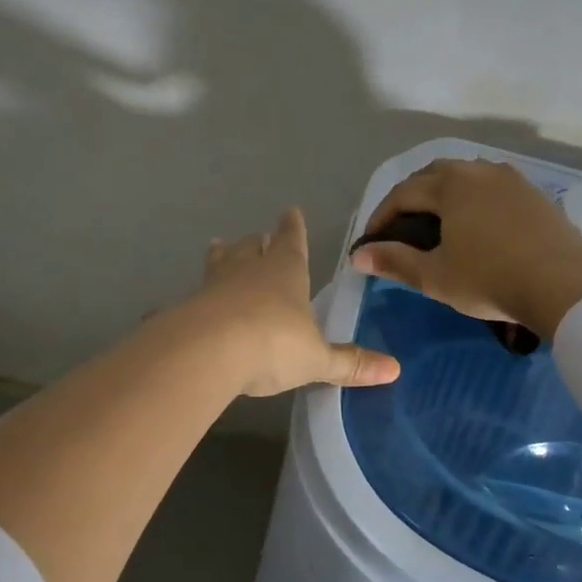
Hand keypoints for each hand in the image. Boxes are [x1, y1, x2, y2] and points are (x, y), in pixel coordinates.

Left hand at [188, 208, 400, 396]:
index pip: (291, 240)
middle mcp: (247, 270)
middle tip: (254, 238)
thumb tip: (395, 369)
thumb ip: (350, 364)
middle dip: (255, 242)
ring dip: (221, 257)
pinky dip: (197, 296)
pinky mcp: (186, 307)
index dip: (293, 228)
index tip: (291, 212)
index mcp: (284, 272)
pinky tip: (190, 303)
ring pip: (218, 263)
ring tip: (217, 248)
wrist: (205, 352)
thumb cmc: (272, 343)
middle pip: (250, 247)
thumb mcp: (316, 359)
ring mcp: (213, 285)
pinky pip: (194, 296)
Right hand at [349, 159, 581, 337]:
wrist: (564, 283)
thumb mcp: (435, 276)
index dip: (382, 216)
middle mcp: (477, 171)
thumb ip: (395, 262)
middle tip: (401, 228)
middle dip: (411, 198)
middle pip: (433, 175)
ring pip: (465, 176)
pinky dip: (472, 198)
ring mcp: (509, 178)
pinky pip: (490, 186)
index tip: (372, 241)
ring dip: (443, 194)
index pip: (403, 193)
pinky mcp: (532, 192)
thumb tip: (359, 256)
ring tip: (437, 223)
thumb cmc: (490, 279)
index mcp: (450, 185)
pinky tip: (475, 222)